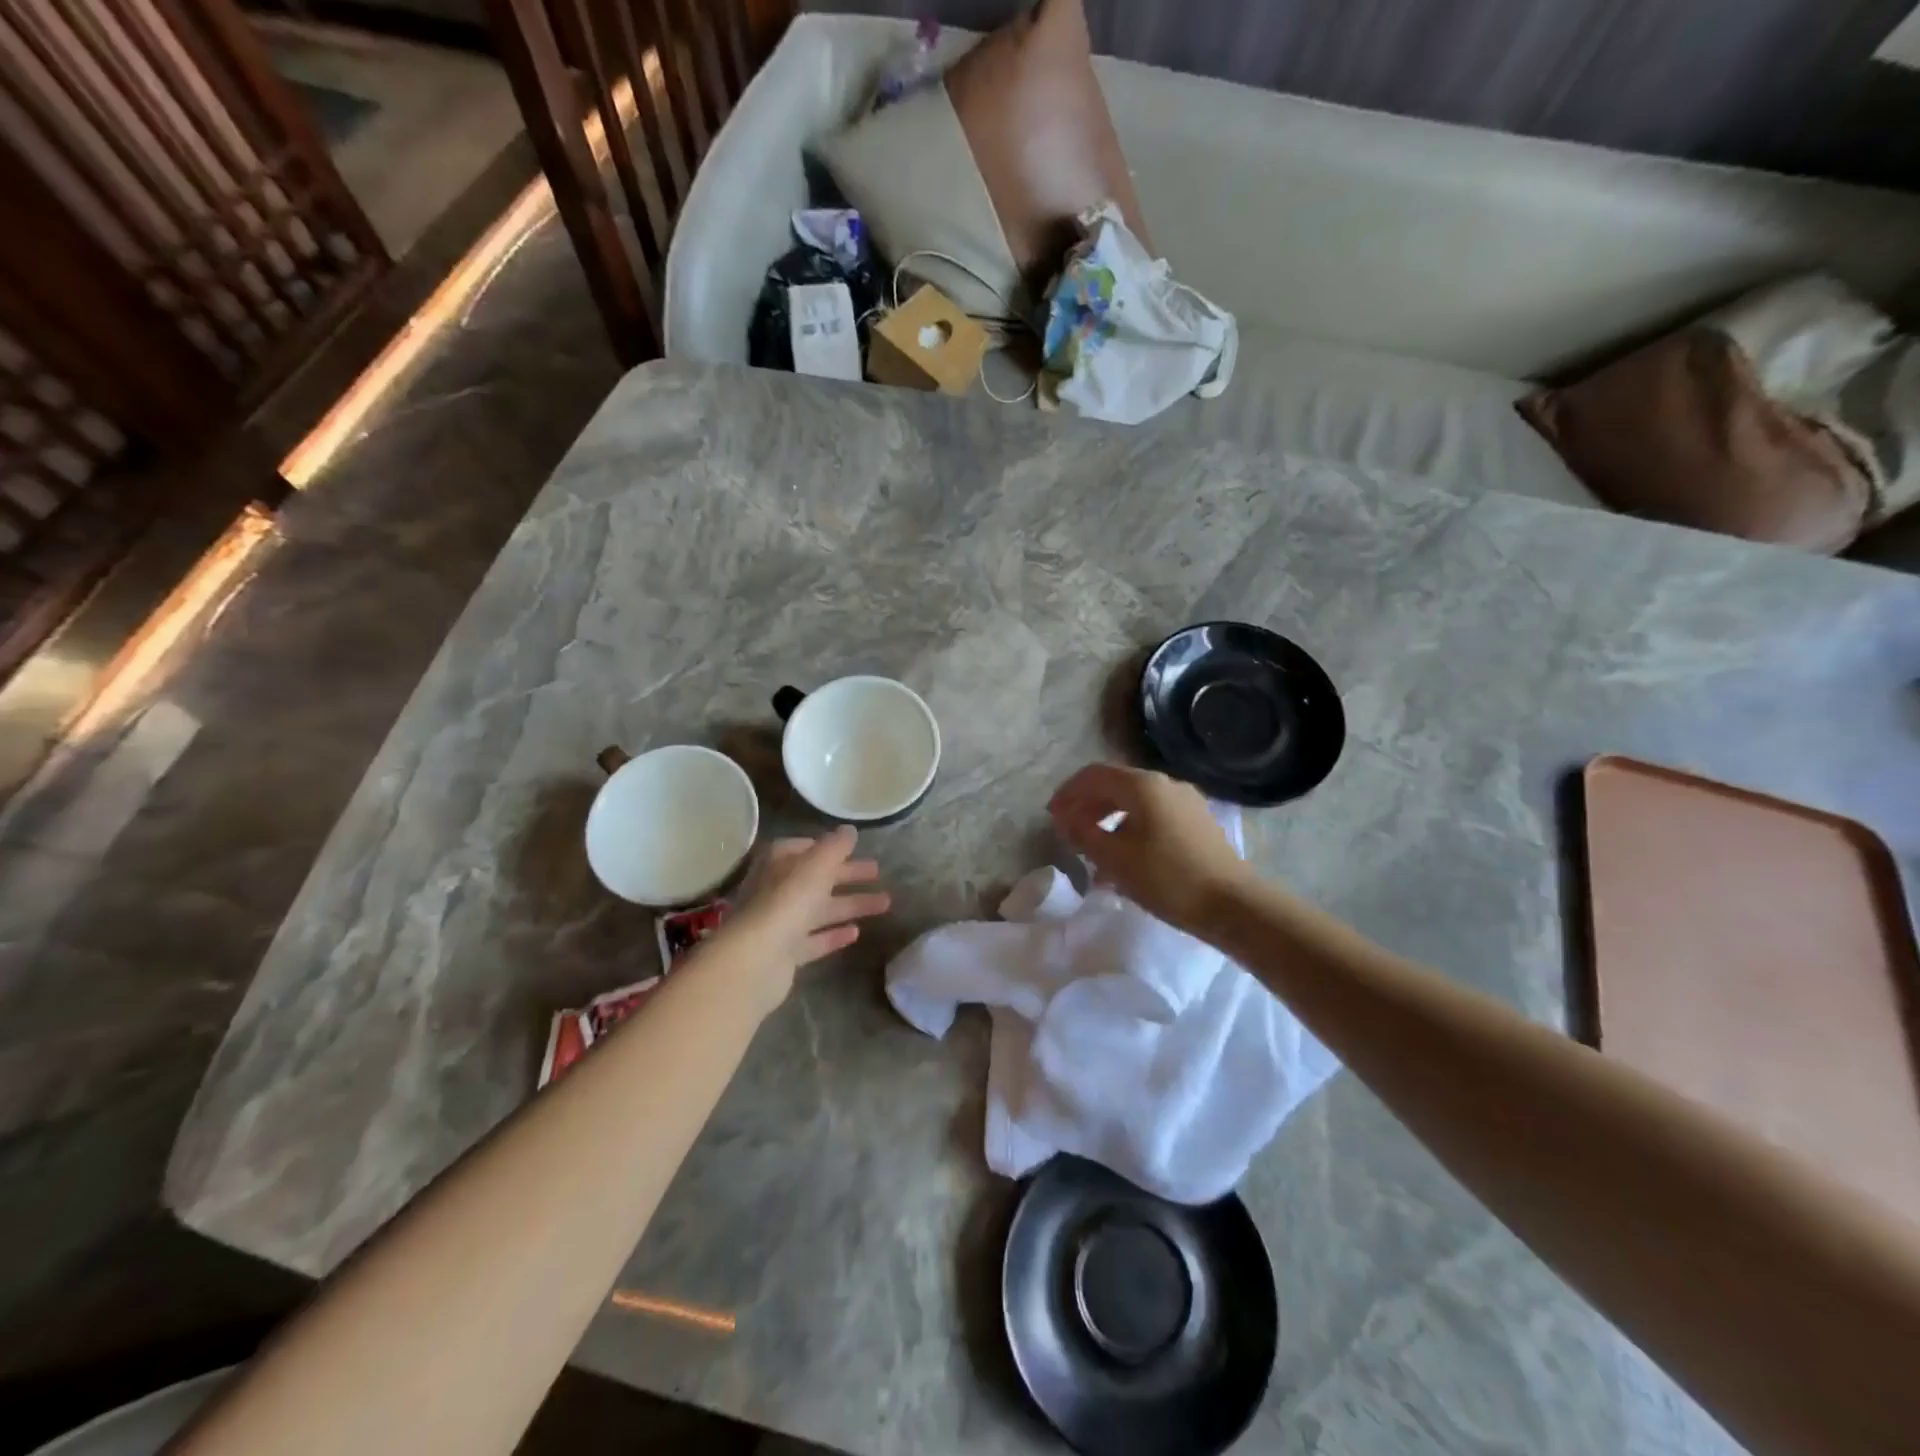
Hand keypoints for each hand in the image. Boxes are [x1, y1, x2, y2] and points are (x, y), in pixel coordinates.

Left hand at [723, 827, 888, 1013]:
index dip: (827, 847)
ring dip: (850, 904)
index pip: (803, 848)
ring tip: (885, 903)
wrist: (756, 959)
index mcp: (778, 863)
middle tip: (877, 872)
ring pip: (820, 909)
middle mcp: (776, 890)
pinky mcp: (786, 953)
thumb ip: (835, 846)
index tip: (852, 848)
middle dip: (847, 874)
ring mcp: (780, 923)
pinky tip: (857, 933)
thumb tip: (849, 830)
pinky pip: (815, 940)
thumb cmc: (787, 902)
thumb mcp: (816, 865)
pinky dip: (834, 935)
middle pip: (816, 878)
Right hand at [1048, 763, 1246, 931]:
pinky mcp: (1197, 822)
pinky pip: (1154, 815)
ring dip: (1108, 818)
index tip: (1051, 816)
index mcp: (1143, 785)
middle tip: (1069, 831)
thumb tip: (1066, 818)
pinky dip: (1131, 826)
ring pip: (1135, 801)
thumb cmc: (1167, 879)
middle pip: (1115, 784)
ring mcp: (1186, 801)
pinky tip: (1125, 856)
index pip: (1093, 775)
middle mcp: (1165, 783)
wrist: (1233, 905)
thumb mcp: (1114, 859)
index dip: (1068, 792)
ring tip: (1094, 847)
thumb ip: (1083, 833)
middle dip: (1087, 805)